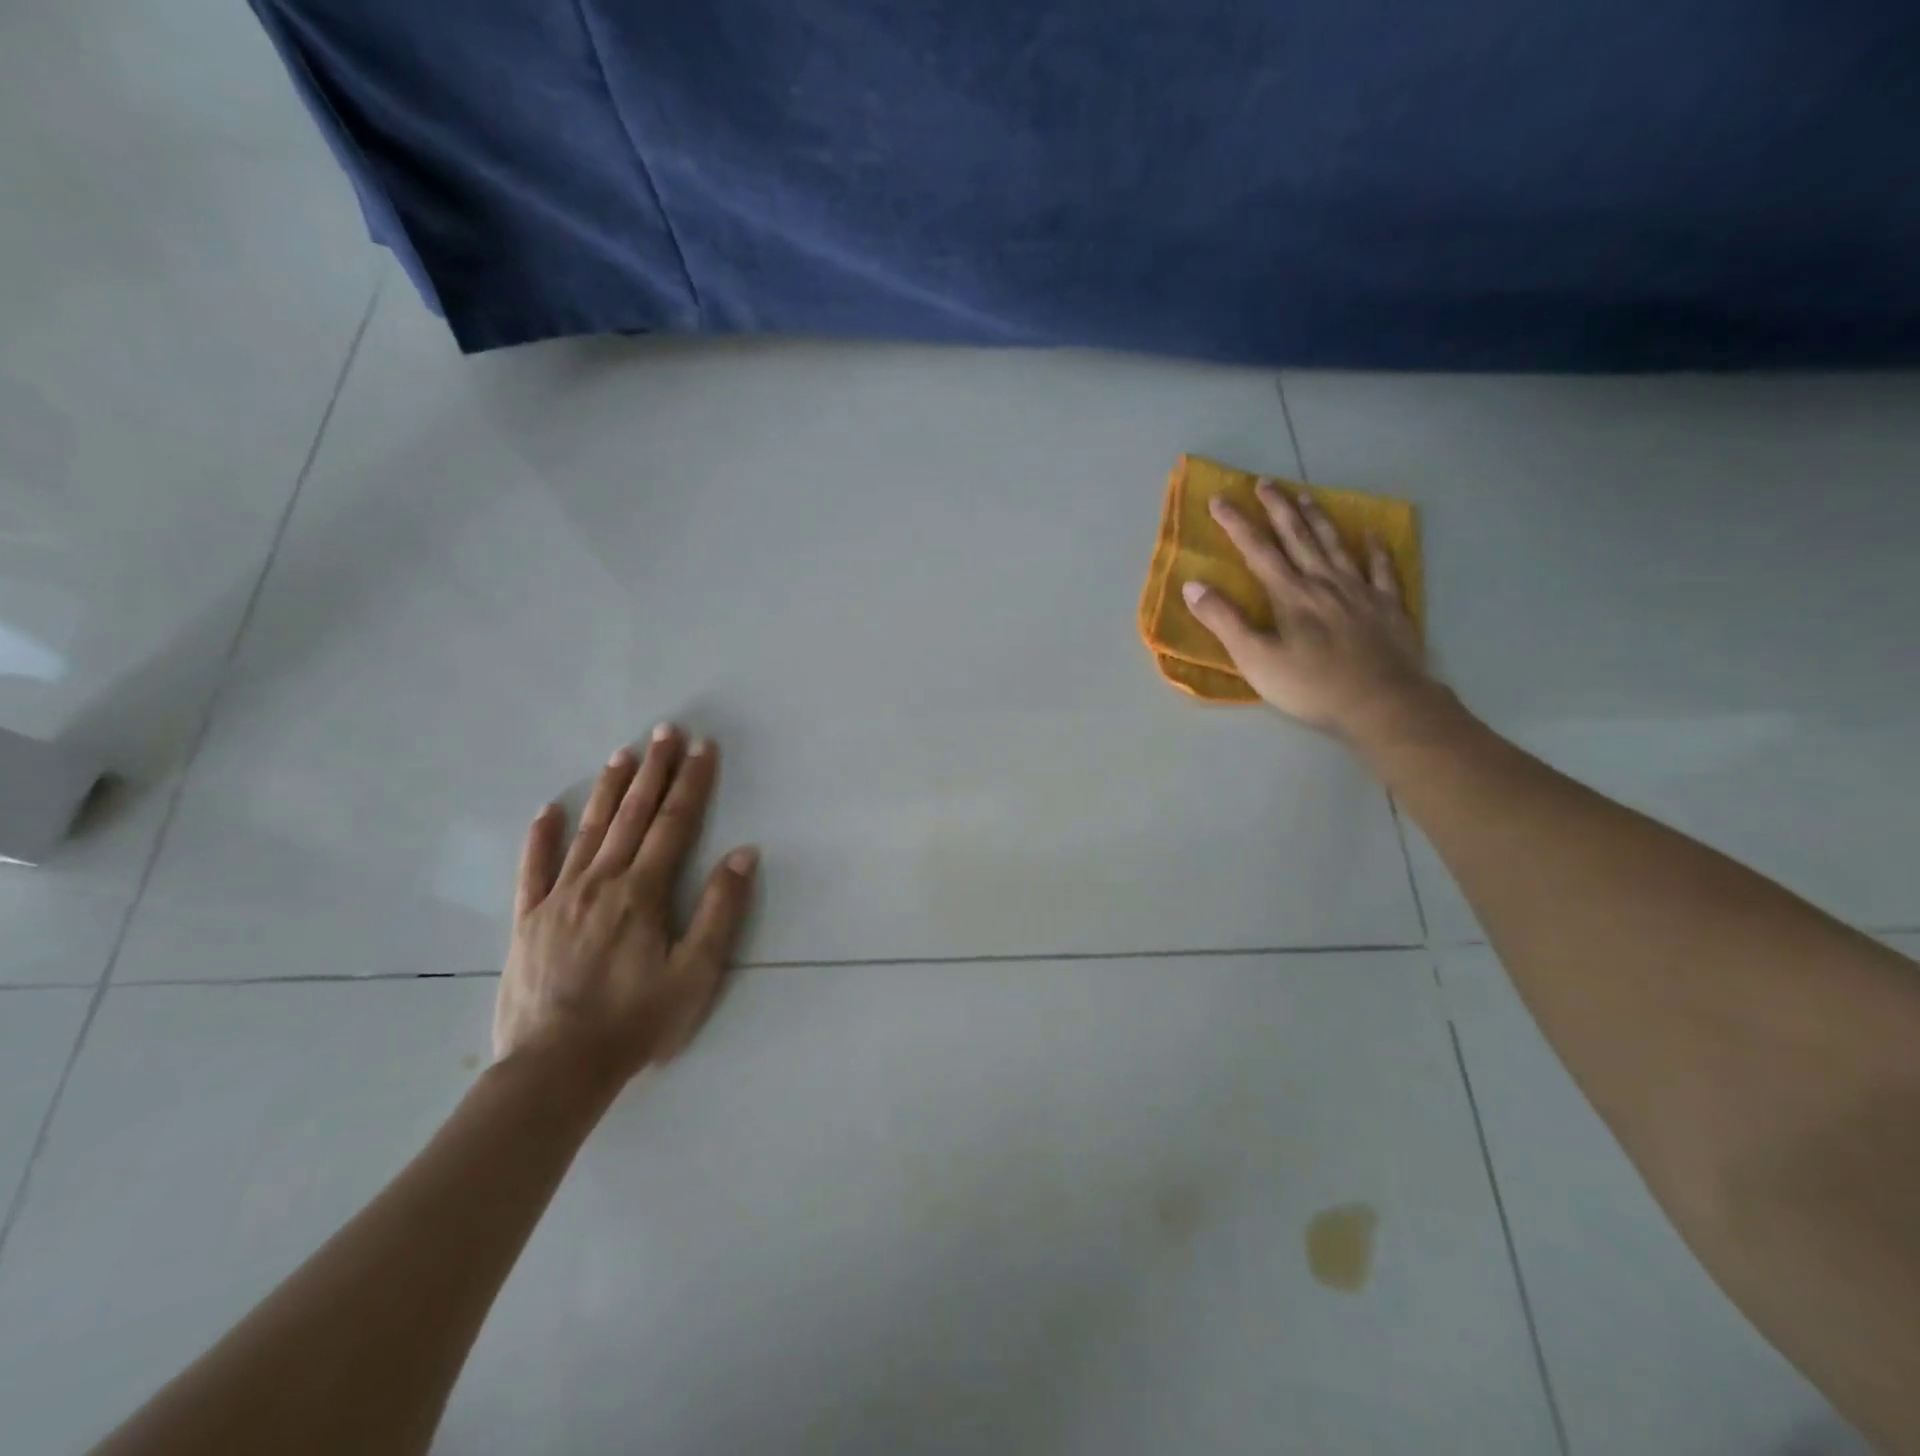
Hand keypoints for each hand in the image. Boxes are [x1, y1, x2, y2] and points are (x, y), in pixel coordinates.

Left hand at [494, 726, 757, 1084]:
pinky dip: (541, 838)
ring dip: (607, 790)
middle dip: (653, 770)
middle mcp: (600, 882)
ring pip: (587, 831)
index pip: (673, 824)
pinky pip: (533, 870)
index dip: (691, 783)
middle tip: (664, 730)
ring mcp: (558, 899)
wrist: (555, 1070)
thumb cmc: (636, 1022)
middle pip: (631, 815)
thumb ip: (720, 911)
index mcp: (642, 892)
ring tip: (622, 754)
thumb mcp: (695, 974)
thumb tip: (743, 854)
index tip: (702, 747)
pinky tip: (547, 810)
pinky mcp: (527, 921)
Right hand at [1181, 480, 1444, 745]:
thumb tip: (1193, 585)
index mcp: (1290, 595)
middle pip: (1298, 537)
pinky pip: (1380, 568)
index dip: (1237, 524)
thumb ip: (1224, 621)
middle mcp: (1323, 582)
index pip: (1258, 550)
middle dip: (1278, 508)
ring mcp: (1359, 591)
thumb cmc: (1311, 686)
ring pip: (1335, 545)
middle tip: (1265, 482)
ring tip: (1305, 495)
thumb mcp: (1255, 659)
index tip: (1219, 500)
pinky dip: (1374, 548)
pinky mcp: (1387, 606)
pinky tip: (1370, 533)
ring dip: (1317, 519)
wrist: (1382, 703)